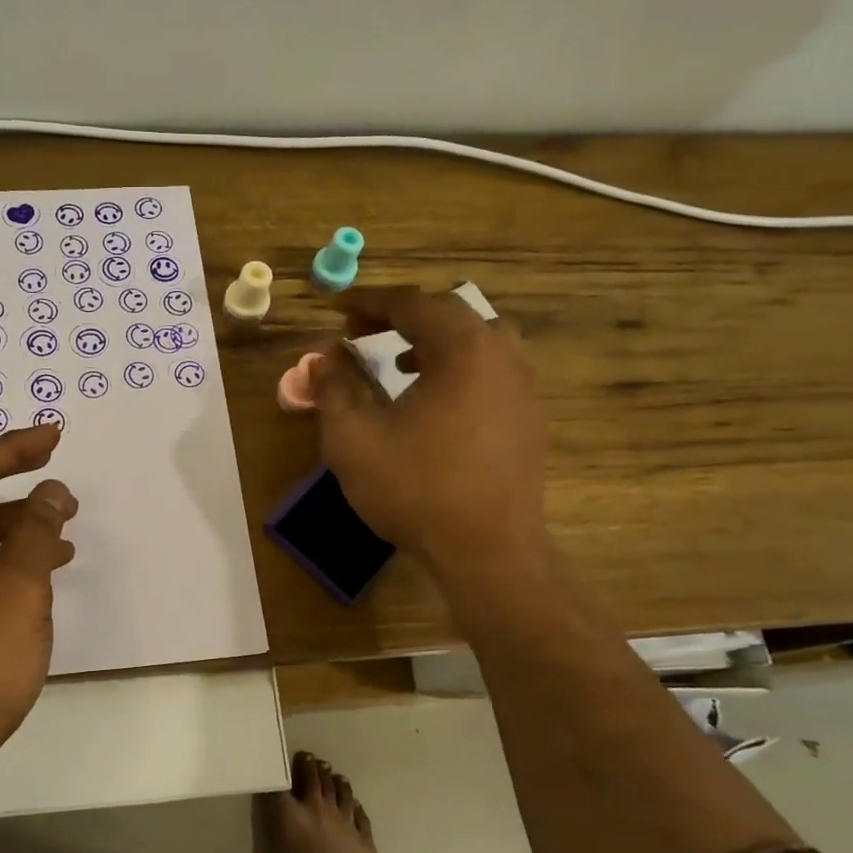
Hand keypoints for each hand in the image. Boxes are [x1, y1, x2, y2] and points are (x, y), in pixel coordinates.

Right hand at [312, 287, 549, 610]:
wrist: (488, 550)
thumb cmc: (416, 489)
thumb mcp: (354, 438)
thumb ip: (334, 389)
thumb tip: (324, 358)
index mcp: (464, 349)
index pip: (413, 304)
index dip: (369, 301)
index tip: (336, 308)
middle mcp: (502, 356)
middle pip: (450, 314)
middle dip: (401, 317)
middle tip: (362, 331)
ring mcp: (523, 388)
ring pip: (477, 341)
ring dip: (433, 341)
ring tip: (397, 363)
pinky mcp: (527, 419)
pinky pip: (490, 371)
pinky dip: (456, 368)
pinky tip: (431, 402)